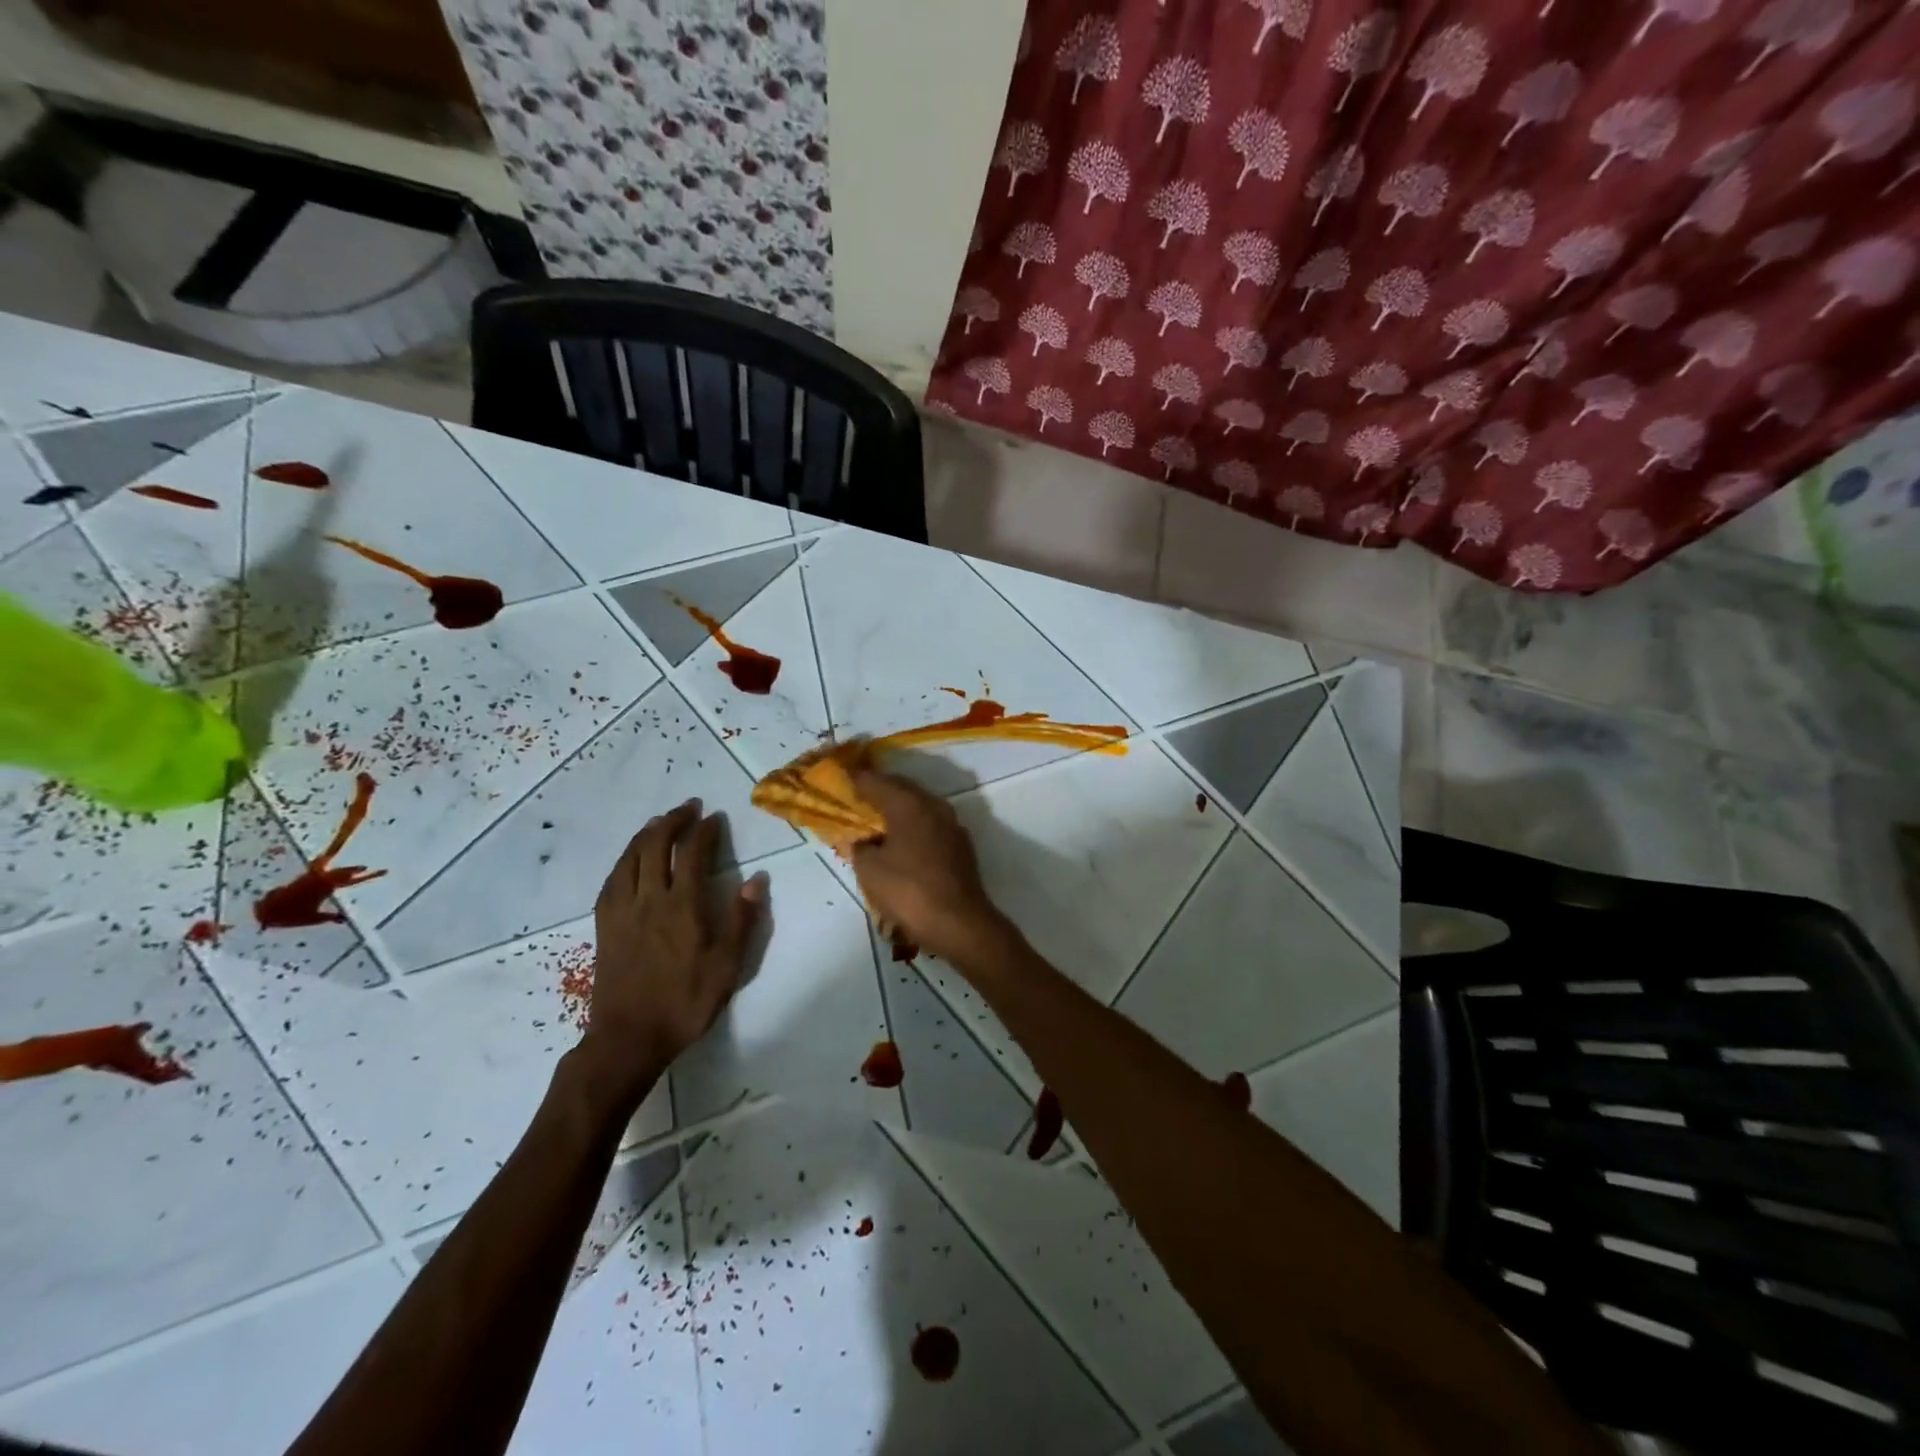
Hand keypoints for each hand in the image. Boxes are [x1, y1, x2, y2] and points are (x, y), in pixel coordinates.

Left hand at [584, 801, 764, 1099]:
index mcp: (682, 907)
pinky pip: (612, 879)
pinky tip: (631, 859)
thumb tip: (756, 880)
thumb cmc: (685, 1002)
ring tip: (660, 822)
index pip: (693, 854)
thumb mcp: (727, 966)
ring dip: (646, 834)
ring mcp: (622, 911)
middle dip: (673, 821)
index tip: (715, 817)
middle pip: (655, 846)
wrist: (628, 1038)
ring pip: (630, 858)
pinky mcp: (605, 925)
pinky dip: (625, 859)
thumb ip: (742, 920)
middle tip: (688, 808)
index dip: (704, 831)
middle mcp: (649, 899)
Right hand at [849, 768, 1008, 965]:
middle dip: (879, 790)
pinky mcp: (961, 846)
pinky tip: (902, 841)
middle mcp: (933, 805)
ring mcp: (952, 825)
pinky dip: (913, 827)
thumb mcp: (870, 870)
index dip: (857, 779)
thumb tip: (860, 840)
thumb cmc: (908, 891)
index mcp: (908, 804)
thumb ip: (859, 847)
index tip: (842, 778)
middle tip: (858, 796)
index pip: (877, 781)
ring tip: (878, 819)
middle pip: (901, 789)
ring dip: (898, 809)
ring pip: (919, 807)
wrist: (959, 923)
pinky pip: (930, 825)